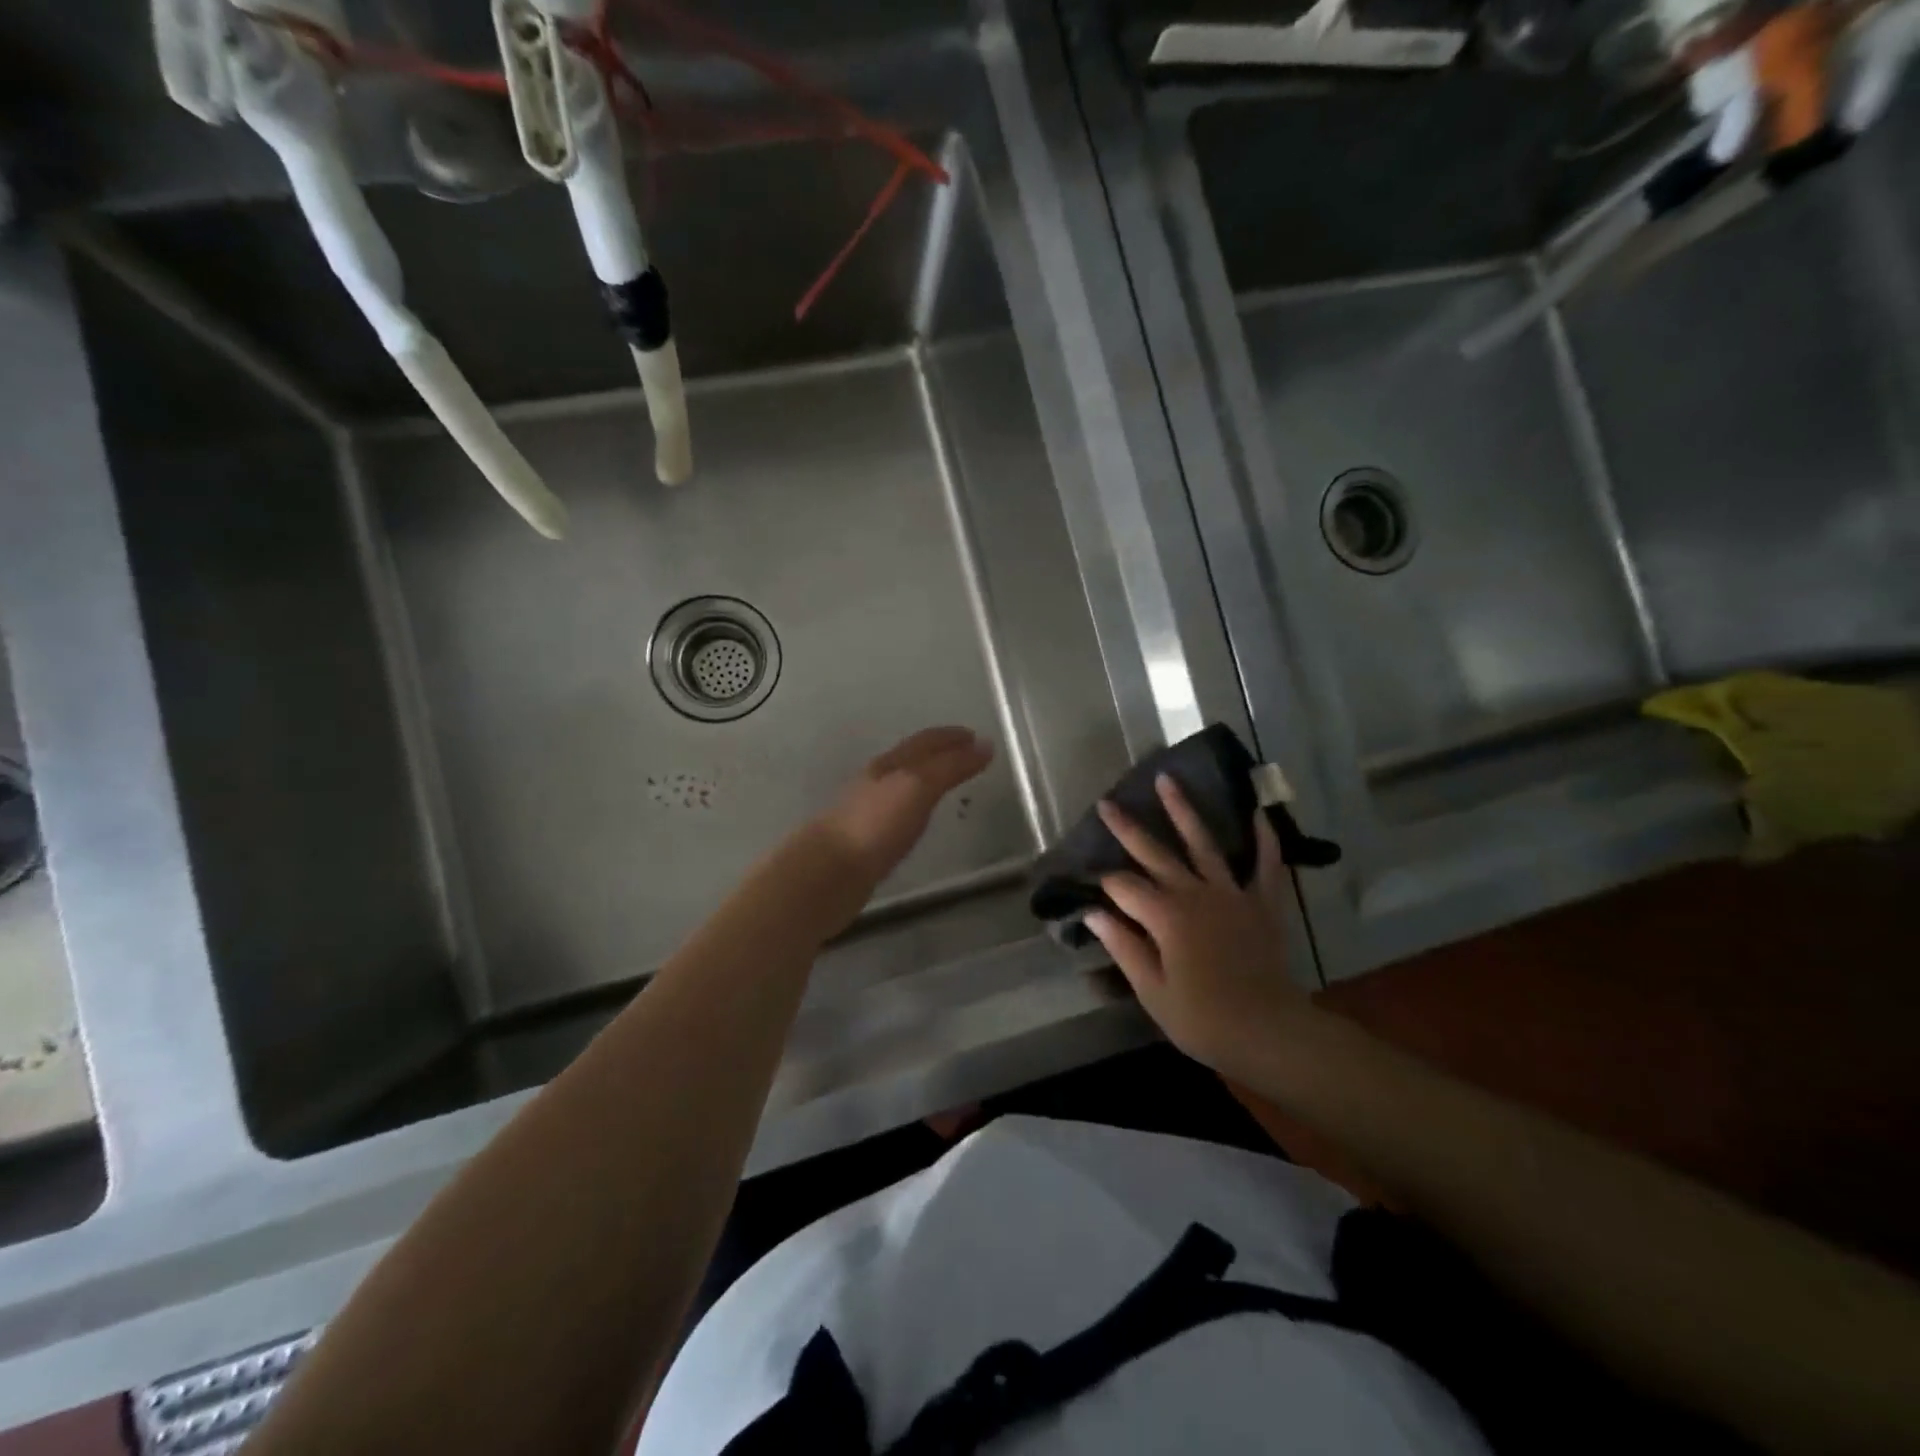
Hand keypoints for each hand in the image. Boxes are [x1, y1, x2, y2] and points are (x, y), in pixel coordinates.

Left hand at [816, 727, 993, 884]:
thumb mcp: (919, 787)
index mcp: (890, 763)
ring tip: (951, 784)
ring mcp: (870, 809)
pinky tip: (920, 818)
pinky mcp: (867, 838)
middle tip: (969, 757)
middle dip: (941, 754)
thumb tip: (985, 745)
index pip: (926, 741)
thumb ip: (951, 767)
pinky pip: (899, 811)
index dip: (952, 736)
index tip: (977, 737)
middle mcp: (878, 780)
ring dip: (928, 779)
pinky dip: (916, 805)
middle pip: (913, 759)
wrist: (829, 871)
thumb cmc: (877, 824)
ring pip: (905, 784)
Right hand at [1085, 775, 1310, 1081]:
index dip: (1104, 885)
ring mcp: (1232, 894)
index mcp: (1165, 916)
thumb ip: (1124, 947)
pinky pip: (1266, 865)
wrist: (1270, 1032)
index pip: (1124, 888)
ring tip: (1167, 780)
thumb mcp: (1153, 991)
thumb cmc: (1204, 1019)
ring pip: (1203, 844)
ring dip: (1184, 811)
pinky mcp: (1262, 904)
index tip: (1090, 887)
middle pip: (1155, 853)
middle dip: (1128, 828)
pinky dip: (1264, 839)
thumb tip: (1093, 914)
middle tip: (1107, 803)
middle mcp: (1195, 893)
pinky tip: (1258, 814)